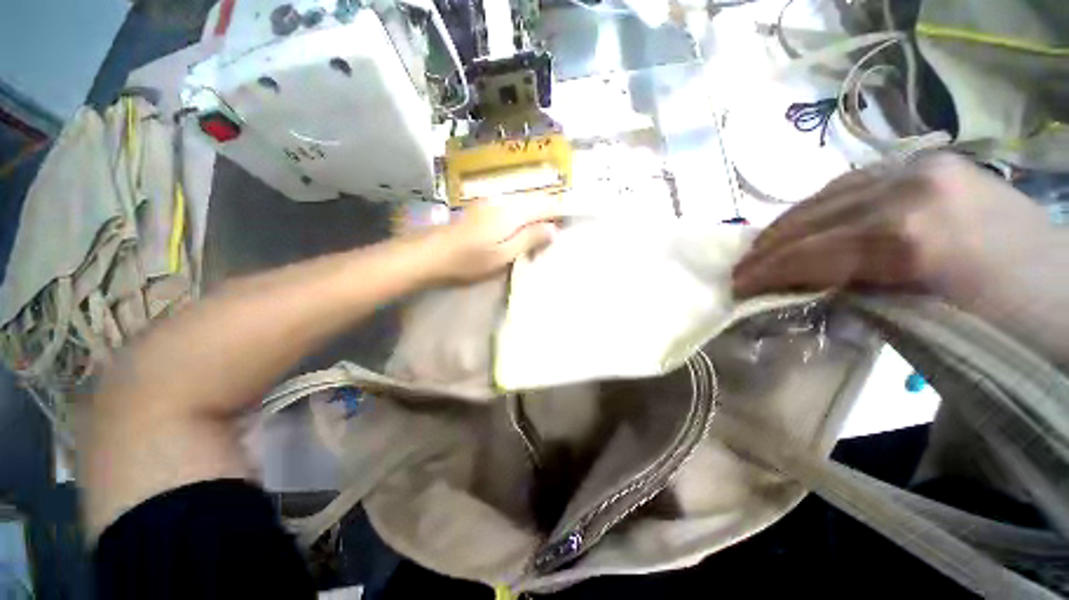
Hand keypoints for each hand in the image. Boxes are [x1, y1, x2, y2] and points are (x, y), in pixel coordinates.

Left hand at [424, 194, 563, 282]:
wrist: (432, 253)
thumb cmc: (470, 259)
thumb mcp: (503, 255)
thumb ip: (529, 239)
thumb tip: (553, 229)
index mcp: (511, 212)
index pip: (545, 205)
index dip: (561, 209)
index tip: (575, 216)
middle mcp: (503, 200)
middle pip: (535, 199)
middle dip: (551, 208)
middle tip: (564, 222)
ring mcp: (491, 201)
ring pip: (523, 201)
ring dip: (538, 210)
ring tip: (549, 223)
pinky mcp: (483, 207)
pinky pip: (512, 205)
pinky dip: (524, 212)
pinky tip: (525, 223)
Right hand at [732, 153, 1054, 303]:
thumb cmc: (1009, 329)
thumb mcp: (925, 328)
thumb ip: (854, 302)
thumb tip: (802, 295)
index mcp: (910, 237)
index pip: (811, 253)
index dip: (765, 273)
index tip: (735, 289)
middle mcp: (909, 187)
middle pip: (812, 220)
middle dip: (766, 250)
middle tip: (740, 273)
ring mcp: (922, 166)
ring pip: (827, 196)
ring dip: (788, 227)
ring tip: (765, 250)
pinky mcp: (932, 162)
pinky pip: (854, 183)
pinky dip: (820, 207)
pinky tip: (810, 225)